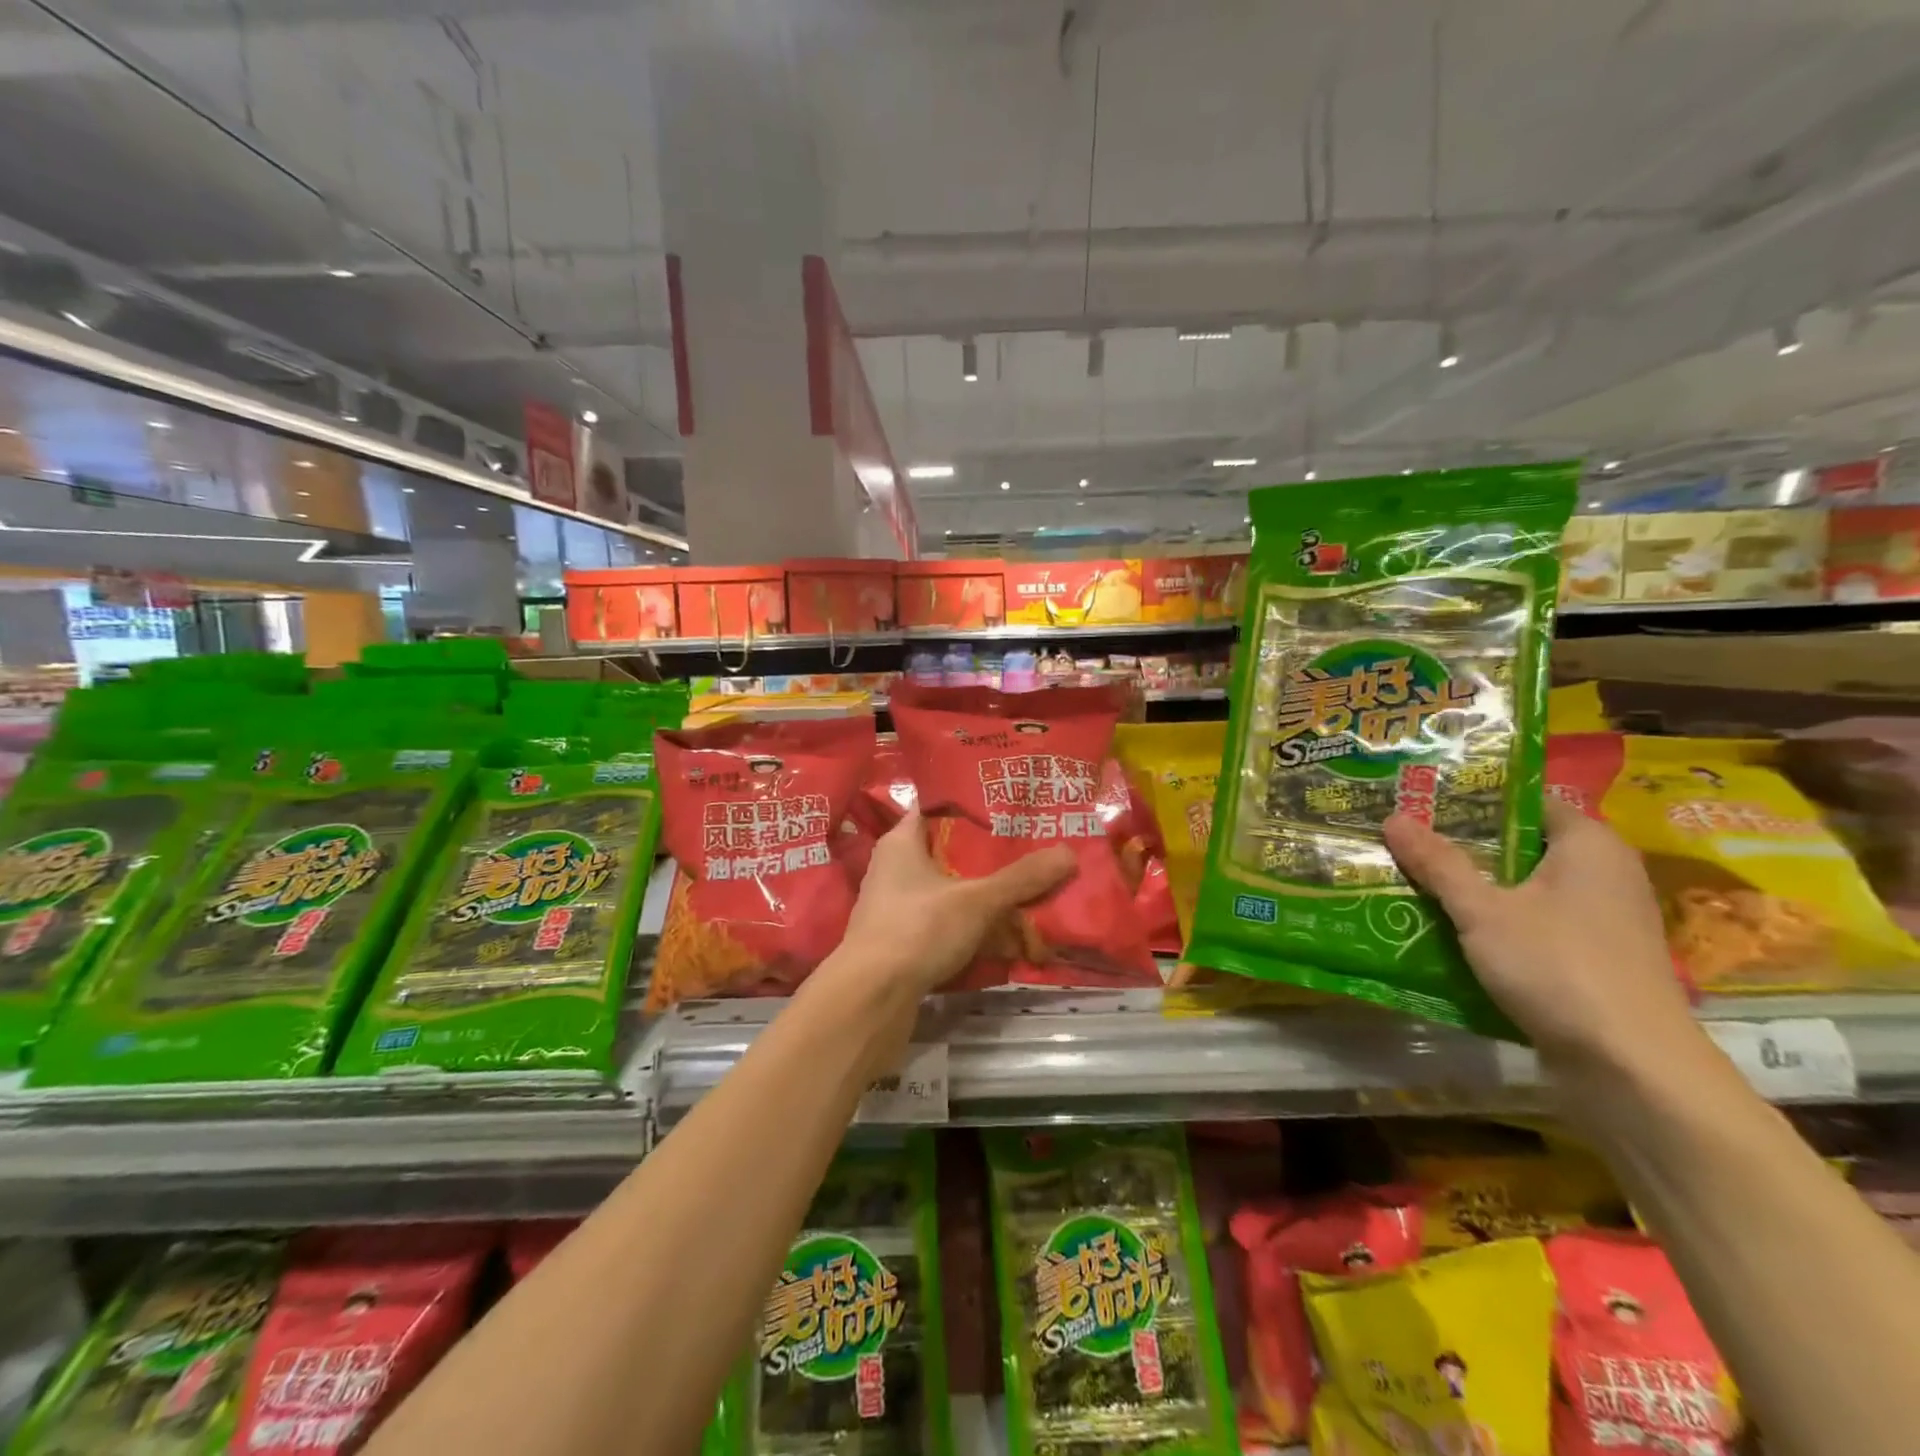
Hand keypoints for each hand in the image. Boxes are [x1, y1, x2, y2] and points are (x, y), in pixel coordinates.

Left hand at [836, 809, 1076, 995]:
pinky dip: (970, 922)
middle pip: (948, 849)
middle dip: (987, 852)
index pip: (938, 806)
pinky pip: (943, 920)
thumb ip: (1021, 878)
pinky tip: (1002, 930)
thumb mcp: (977, 900)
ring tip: (1025, 886)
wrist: (870, 998)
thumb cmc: (917, 929)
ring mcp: (896, 905)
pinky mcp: (902, 939)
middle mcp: (894, 867)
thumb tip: (1069, 853)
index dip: (973, 804)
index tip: (1010, 804)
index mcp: (902, 841)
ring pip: (948, 887)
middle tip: (1031, 845)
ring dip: (981, 891)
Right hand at [1382, 797, 1698, 1072]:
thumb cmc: (1559, 967)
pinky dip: (1491, 921)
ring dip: (1471, 886)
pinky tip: (1444, 927)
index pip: (1526, 801)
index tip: (1422, 798)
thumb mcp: (1484, 911)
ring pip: (1521, 888)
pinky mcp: (1590, 959)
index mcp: (1589, 845)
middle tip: (1403, 835)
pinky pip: (1530, 923)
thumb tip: (1393, 817)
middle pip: (1520, 845)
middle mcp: (1602, 874)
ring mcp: (1599, 920)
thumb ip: (1438, 863)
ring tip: (1410, 876)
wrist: (1630, 1070)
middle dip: (1461, 844)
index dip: (1474, 798)